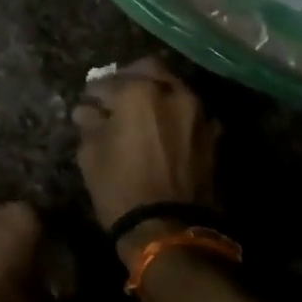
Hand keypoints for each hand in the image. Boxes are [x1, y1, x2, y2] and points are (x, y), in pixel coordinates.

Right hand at [72, 57, 219, 266]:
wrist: (171, 230)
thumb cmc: (122, 189)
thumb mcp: (91, 155)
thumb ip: (90, 125)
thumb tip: (88, 111)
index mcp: (140, 93)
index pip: (110, 81)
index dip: (95, 92)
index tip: (88, 101)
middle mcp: (174, 94)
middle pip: (151, 70)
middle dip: (131, 78)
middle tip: (117, 96)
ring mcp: (199, 114)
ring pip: (175, 89)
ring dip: (157, 95)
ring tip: (141, 115)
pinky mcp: (214, 137)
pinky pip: (191, 114)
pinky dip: (176, 117)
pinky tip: (163, 132)